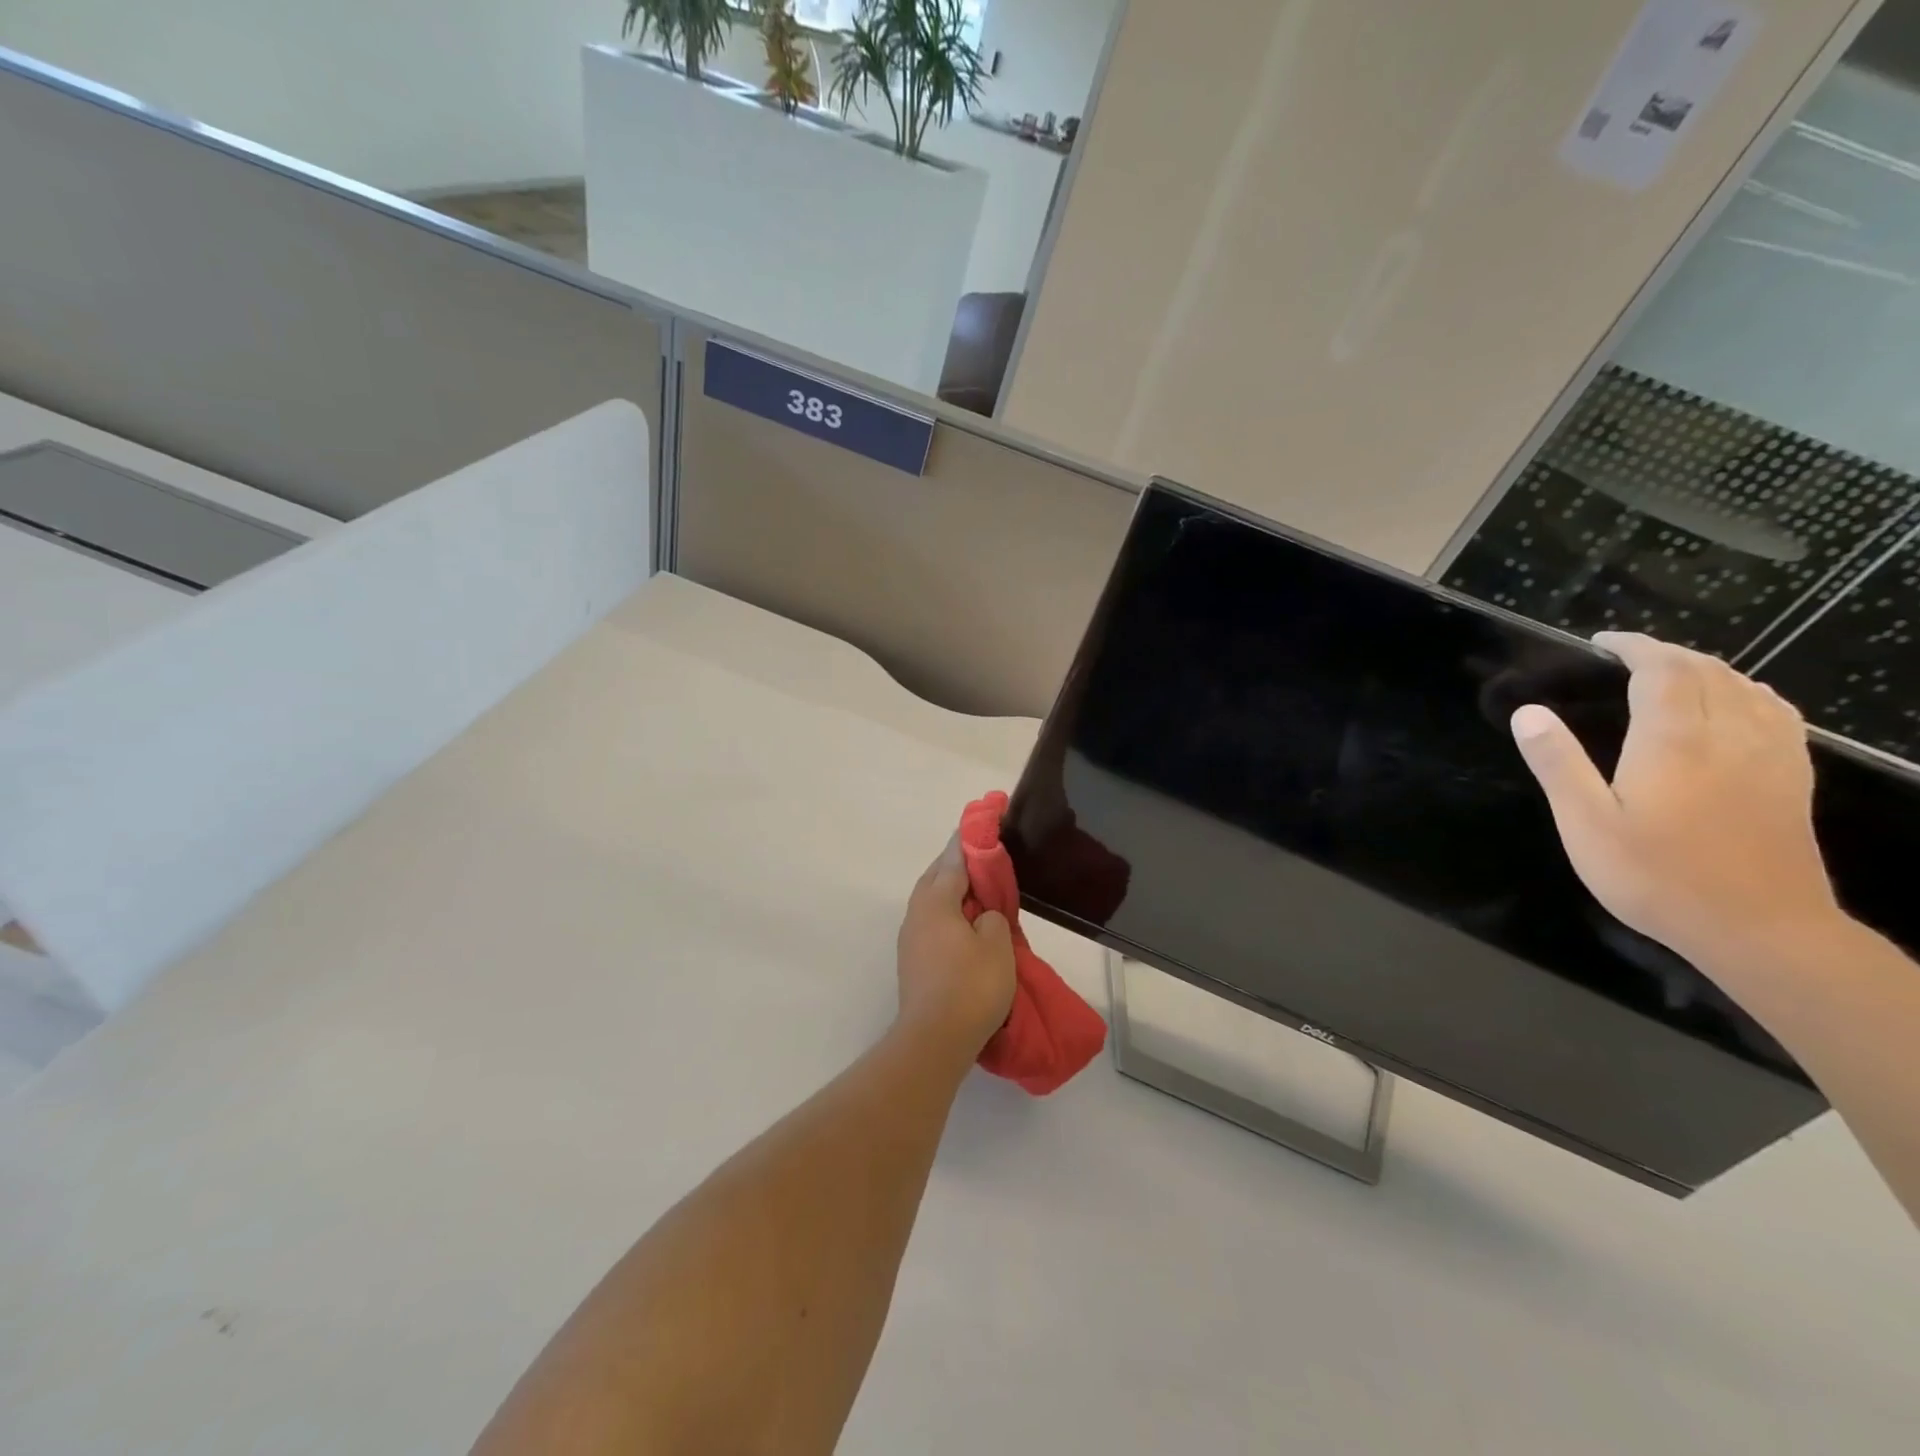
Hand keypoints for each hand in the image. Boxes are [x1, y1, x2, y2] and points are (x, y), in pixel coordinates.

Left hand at [895, 837, 1016, 1060]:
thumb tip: (981, 915)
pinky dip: (949, 913)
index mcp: (935, 901)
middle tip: (984, 857)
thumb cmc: (970, 987)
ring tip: (979, 892)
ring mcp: (911, 939)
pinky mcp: (913, 961)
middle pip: (936, 876)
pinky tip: (967, 925)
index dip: (971, 839)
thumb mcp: (997, 944)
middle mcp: (917, 913)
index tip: (983, 819)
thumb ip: (992, 916)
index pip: (954, 859)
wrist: (934, 1040)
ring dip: (952, 890)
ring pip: (932, 901)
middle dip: (957, 863)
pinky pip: (933, 922)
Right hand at [1510, 631, 1841, 964]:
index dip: (1635, 647)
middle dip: (1669, 653)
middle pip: (1709, 672)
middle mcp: (1729, 736)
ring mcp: (1770, 757)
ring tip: (1676, 672)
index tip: (1605, 641)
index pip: (1662, 672)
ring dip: (1710, 669)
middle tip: (1630, 655)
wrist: (1761, 929)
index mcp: (1674, 742)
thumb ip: (1558, 764)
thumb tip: (1528, 712)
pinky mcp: (1792, 780)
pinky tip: (1740, 705)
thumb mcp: (1586, 825)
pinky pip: (1778, 715)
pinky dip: (1751, 694)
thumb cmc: (1657, 876)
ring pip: (1748, 689)